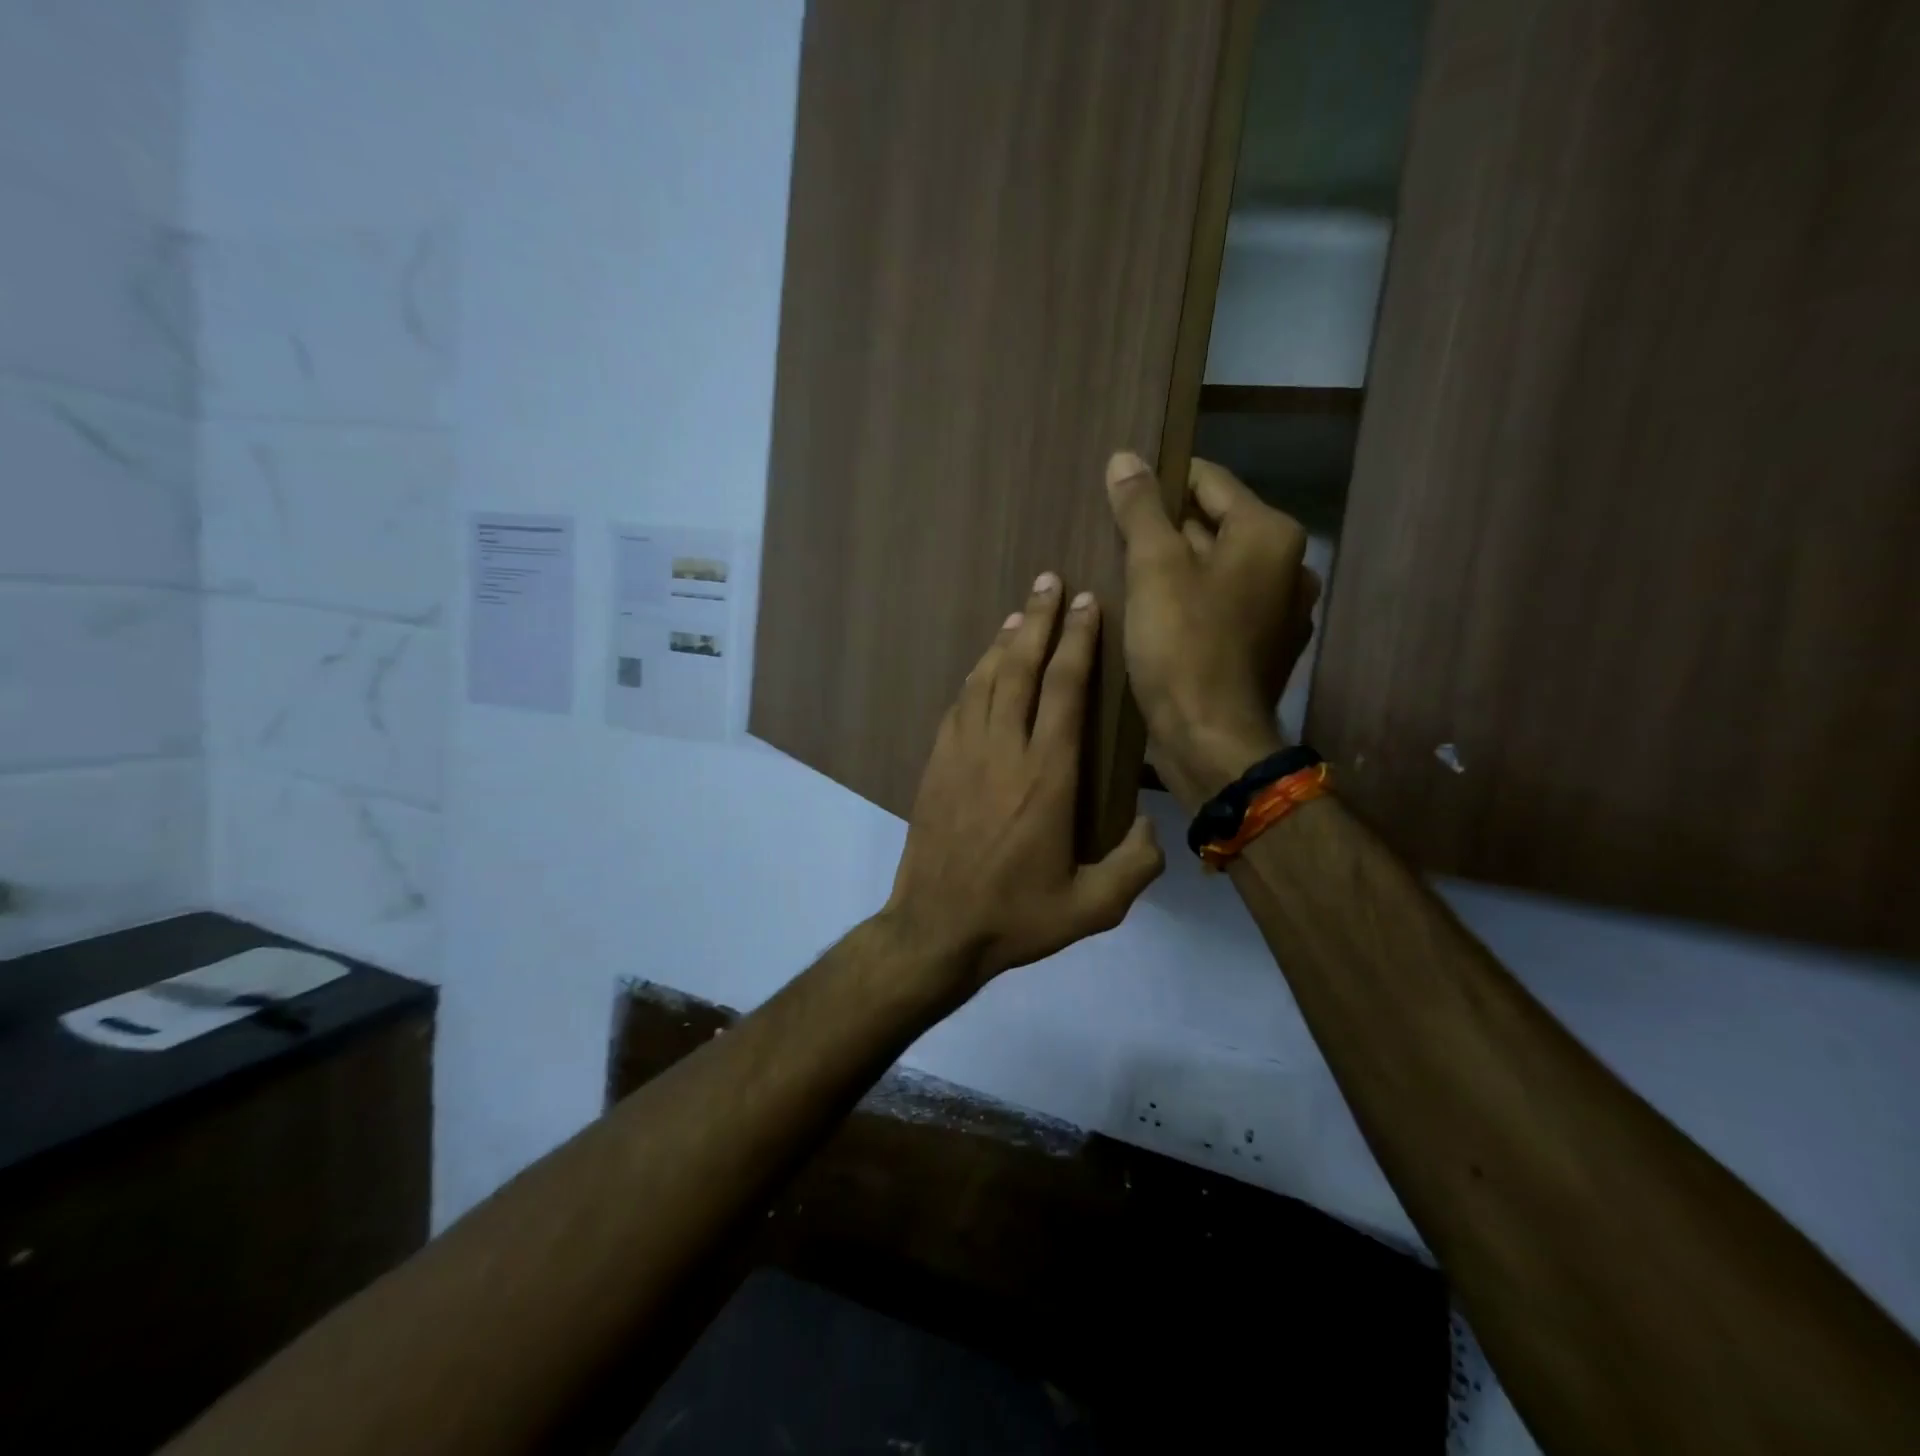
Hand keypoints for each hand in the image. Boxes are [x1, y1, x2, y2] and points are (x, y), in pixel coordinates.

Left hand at [881, 573, 1165, 993]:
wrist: (935, 929)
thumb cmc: (1016, 917)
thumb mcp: (1093, 908)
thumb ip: (1136, 865)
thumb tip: (1153, 825)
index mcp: (1047, 776)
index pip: (1064, 689)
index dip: (1078, 641)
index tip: (1087, 604)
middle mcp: (1003, 750)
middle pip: (1021, 668)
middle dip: (1039, 620)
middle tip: (1051, 581)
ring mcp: (962, 754)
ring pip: (985, 679)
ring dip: (1005, 641)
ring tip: (1022, 611)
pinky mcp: (936, 765)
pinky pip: (959, 705)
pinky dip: (975, 676)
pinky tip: (984, 666)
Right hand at [1104, 451, 1320, 808]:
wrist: (1211, 739)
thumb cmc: (1183, 646)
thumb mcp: (1152, 568)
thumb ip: (1140, 509)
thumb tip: (1124, 458)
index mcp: (1269, 534)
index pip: (1209, 481)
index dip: (1162, 481)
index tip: (1121, 492)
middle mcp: (1288, 565)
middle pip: (1215, 526)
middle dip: (1167, 529)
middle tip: (1116, 539)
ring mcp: (1281, 611)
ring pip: (1217, 569)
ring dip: (1177, 568)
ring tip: (1128, 576)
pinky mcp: (1264, 648)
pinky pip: (1222, 606)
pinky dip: (1192, 603)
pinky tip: (1156, 617)